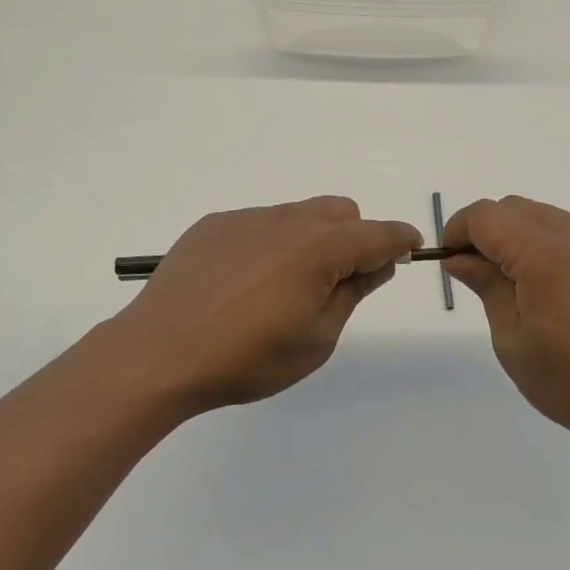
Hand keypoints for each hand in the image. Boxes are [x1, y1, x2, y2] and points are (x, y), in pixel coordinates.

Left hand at [107, 198, 421, 414]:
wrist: (158, 353)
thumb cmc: (246, 357)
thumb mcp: (316, 339)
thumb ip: (352, 293)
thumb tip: (378, 263)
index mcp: (320, 248)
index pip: (378, 233)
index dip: (400, 239)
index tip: (411, 248)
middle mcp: (288, 220)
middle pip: (341, 212)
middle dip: (354, 238)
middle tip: (338, 281)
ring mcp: (248, 218)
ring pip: (299, 214)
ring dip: (310, 239)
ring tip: (283, 286)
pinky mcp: (215, 224)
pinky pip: (259, 223)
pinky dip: (269, 243)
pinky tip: (243, 283)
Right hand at [443, 196, 569, 455]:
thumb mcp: (512, 339)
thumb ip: (485, 285)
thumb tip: (459, 258)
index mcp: (541, 254)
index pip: (484, 216)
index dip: (457, 231)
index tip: (448, 262)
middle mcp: (569, 235)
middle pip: (509, 208)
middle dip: (482, 230)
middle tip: (473, 273)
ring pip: (535, 214)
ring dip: (510, 233)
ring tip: (505, 280)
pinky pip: (560, 229)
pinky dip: (536, 240)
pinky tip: (538, 283)